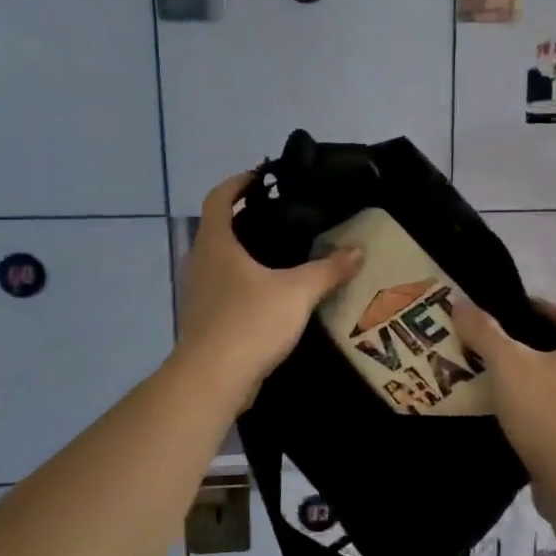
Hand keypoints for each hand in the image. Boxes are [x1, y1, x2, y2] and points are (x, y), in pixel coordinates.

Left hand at [176, 171, 363, 397]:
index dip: (238, 183)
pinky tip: (271, 294)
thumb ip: (329, 269)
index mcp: (216, 244)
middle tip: (282, 216)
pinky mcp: (204, 320)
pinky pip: (223, 289)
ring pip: (220, 261)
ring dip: (244, 253)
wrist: (213, 379)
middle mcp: (200, 262)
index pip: (218, 198)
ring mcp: (198, 293)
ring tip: (281, 255)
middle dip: (246, 218)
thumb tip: (358, 251)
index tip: (261, 176)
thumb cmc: (250, 321)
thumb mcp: (298, 292)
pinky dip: (243, 282)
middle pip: (218, 228)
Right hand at [455, 297, 555, 485]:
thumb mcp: (508, 365)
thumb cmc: (549, 412)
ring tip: (514, 384)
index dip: (534, 309)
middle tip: (508, 349)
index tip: (507, 310)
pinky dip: (554, 411)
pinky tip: (528, 419)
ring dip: (549, 382)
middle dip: (543, 347)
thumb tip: (460, 303)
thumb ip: (484, 332)